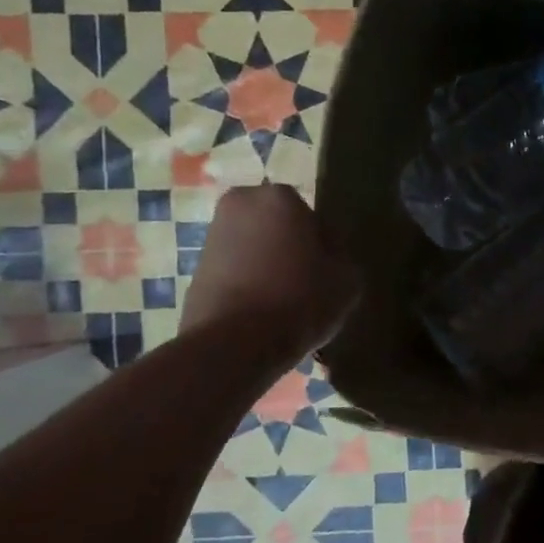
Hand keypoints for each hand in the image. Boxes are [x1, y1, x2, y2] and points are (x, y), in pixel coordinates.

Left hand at [181, 186, 357, 361]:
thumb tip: (329, 255)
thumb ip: (342, 256)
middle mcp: (241, 204)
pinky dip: (249, 282)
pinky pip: (236, 269)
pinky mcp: (196, 268)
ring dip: (270, 264)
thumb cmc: (299, 299)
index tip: (330, 271)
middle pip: (280, 226)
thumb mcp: (348, 279)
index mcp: (280, 197)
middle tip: (309, 282)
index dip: (325, 246)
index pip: (314, 217)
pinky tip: (264, 310)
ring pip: (256, 246)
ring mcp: (213, 236)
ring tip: (287, 300)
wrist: (233, 344)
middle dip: (293, 247)